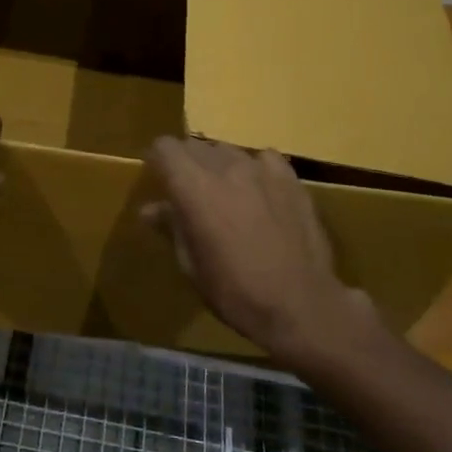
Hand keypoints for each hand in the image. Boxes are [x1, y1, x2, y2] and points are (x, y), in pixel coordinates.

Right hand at [143, 138, 375, 371]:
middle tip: (190, 194)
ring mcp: (261, 169)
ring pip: (228, 150)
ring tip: (226, 195)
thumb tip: (150, 209)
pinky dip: (255, 170)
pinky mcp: (290, 178)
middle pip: (195, 145)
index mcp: (193, 187)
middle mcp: (224, 167)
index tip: (159, 181)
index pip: (164, 147)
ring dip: (219, 166)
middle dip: (186, 164)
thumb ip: (171, 227)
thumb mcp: (191, 265)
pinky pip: (263, 158)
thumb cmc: (235, 291)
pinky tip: (260, 193)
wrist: (301, 305)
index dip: (157, 161)